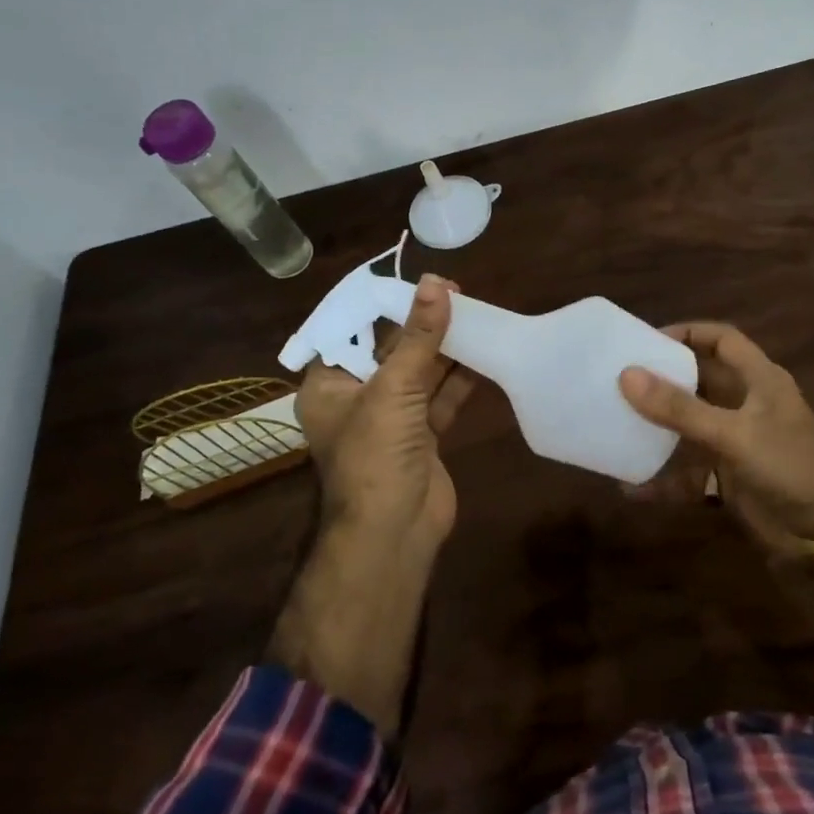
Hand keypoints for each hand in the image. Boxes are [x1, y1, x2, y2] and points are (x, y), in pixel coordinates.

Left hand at [295, 274, 476, 547]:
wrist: (395, 532)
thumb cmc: (376, 454)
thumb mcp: (394, 388)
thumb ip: (419, 336)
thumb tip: (437, 283)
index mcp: (328, 385)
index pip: (351, 332)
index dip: (382, 305)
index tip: (415, 281)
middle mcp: (356, 398)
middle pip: (390, 350)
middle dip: (421, 324)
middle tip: (455, 292)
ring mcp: (391, 419)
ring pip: (419, 373)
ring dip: (444, 348)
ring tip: (475, 313)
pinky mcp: (422, 436)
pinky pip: (440, 397)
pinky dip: (460, 378)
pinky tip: (484, 353)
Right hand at [618, 321, 813, 554]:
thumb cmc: (791, 465)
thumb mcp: (734, 433)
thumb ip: (681, 408)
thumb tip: (627, 375)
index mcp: (758, 379)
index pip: (721, 340)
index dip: (688, 333)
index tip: (646, 340)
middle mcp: (747, 404)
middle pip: (700, 381)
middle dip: (663, 380)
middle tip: (619, 379)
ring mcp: (738, 441)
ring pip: (691, 426)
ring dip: (659, 428)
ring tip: (616, 422)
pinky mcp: (731, 477)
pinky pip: (690, 472)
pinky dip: (664, 480)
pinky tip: (632, 487)